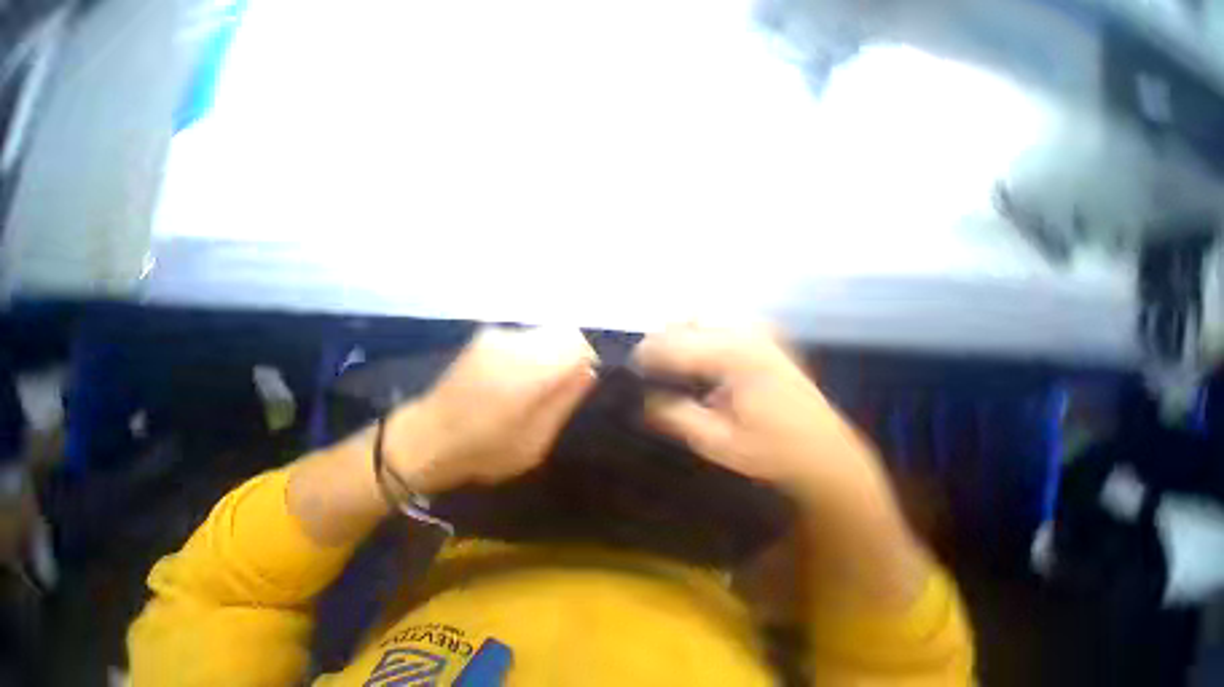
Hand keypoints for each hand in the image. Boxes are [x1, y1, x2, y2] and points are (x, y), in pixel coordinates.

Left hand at [384, 326, 597, 494]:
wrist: (424, 439)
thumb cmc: (484, 450)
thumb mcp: (536, 441)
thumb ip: (565, 401)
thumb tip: (589, 371)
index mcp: (527, 372)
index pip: (576, 344)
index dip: (586, 359)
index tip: (581, 381)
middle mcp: (513, 345)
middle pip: (564, 332)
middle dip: (571, 355)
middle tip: (562, 385)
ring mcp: (497, 336)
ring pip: (547, 332)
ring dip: (553, 352)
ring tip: (539, 383)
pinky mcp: (486, 336)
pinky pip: (528, 336)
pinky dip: (536, 351)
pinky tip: (520, 376)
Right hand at [633, 324, 887, 509]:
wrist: (827, 458)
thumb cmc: (773, 455)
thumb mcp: (717, 442)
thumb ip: (675, 415)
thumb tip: (643, 398)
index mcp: (734, 355)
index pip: (674, 344)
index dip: (646, 356)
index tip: (630, 372)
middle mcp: (746, 332)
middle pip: (685, 322)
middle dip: (661, 343)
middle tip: (649, 371)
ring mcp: (758, 331)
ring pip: (701, 318)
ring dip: (679, 337)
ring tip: (669, 366)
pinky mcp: (764, 337)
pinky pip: (719, 324)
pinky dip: (699, 337)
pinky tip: (697, 363)